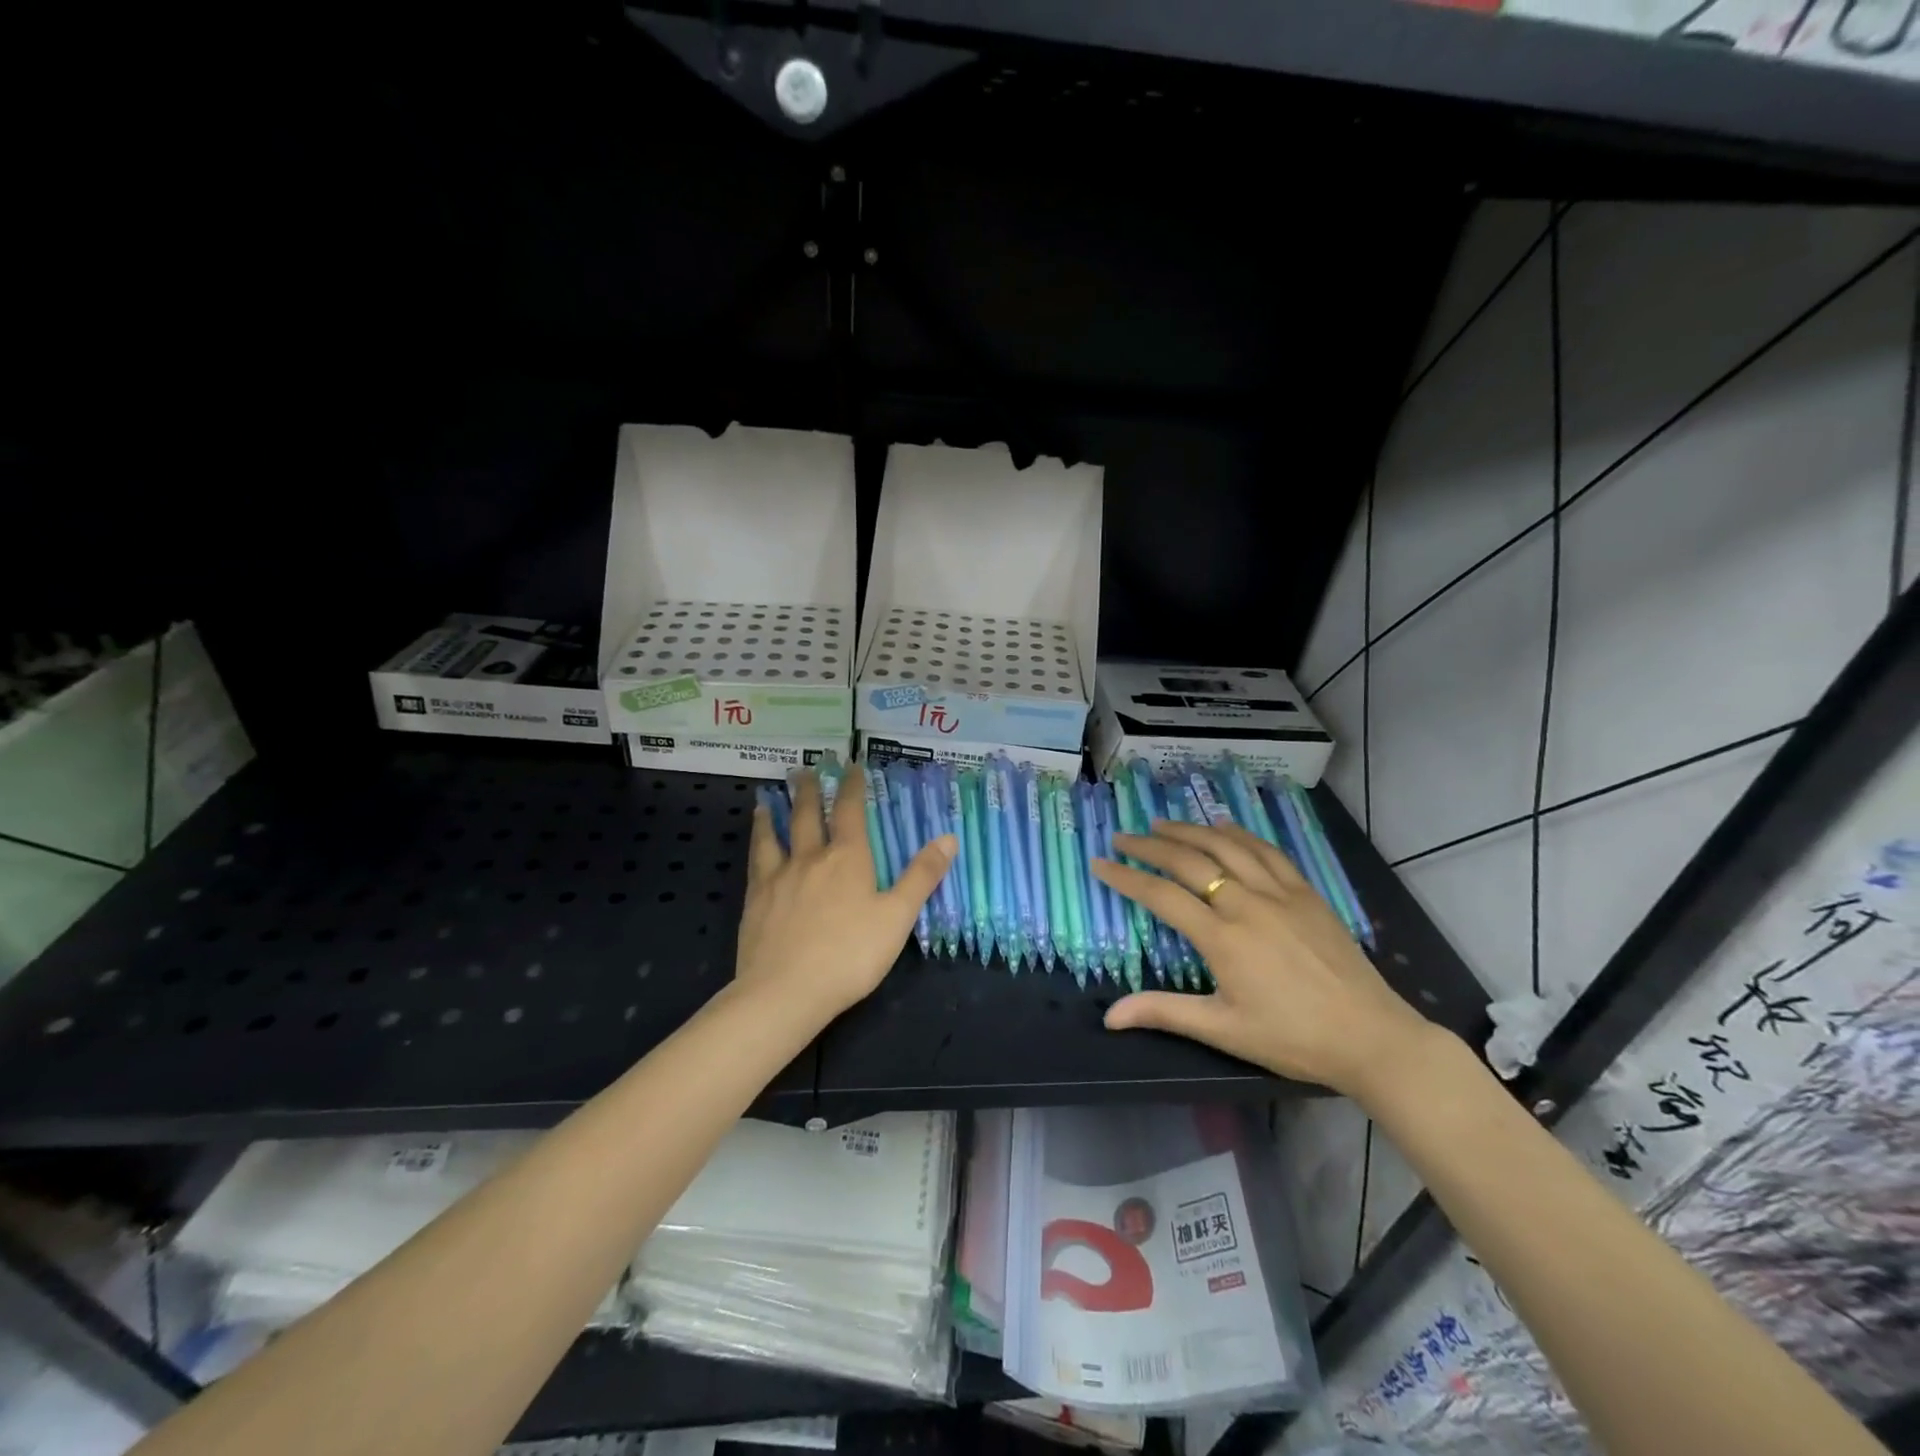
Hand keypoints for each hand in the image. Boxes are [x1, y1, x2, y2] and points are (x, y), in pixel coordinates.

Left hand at [736, 767, 955, 1024]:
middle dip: (808, 791)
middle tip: (804, 769)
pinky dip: (756, 845)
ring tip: (767, 799)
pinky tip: (754, 848)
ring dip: (773, 814)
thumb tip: (948, 837)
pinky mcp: (755, 901)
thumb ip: (921, 876)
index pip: (849, 811)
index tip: (851, 766)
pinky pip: (755, 863)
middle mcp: (810, 858)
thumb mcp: (897, 917)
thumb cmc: (850, 954)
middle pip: (806, 815)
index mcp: (847, 858)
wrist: (786, 991)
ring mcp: (778, 878)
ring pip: (774, 835)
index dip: (851, 786)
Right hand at [1093, 819, 1434, 1098]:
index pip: (1161, 896)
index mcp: (1223, 938)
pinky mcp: (1306, 893)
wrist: (1371, 1036)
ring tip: (1162, 824)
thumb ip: (1165, 1012)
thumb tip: (1110, 1016)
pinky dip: (1240, 834)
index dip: (1126, 878)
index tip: (1099, 863)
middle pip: (1190, 861)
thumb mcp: (1224, 1030)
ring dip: (1190, 830)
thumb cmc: (1293, 1038)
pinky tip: (1225, 827)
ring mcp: (1279, 893)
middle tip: (1123, 836)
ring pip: (1227, 846)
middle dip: (1150, 846)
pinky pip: (1267, 851)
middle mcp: (1246, 904)